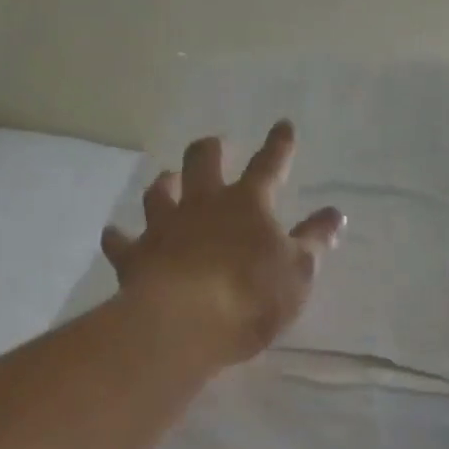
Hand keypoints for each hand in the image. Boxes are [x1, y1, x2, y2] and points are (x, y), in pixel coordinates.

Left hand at [101, 121, 344, 368]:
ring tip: (168, 181)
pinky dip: (118, 237)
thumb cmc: (252, 295)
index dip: (278, 146)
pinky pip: (121, 241)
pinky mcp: (135, 256)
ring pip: (159, 193)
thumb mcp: (299, 271)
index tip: (282, 125)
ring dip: (165, 185)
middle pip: (203, 163)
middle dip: (210, 150)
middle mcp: (203, 205)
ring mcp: (165, 227)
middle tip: (214, 146)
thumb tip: (334, 214)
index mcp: (247, 204)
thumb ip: (315, 241)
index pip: (269, 166)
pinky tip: (113, 234)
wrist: (186, 323)